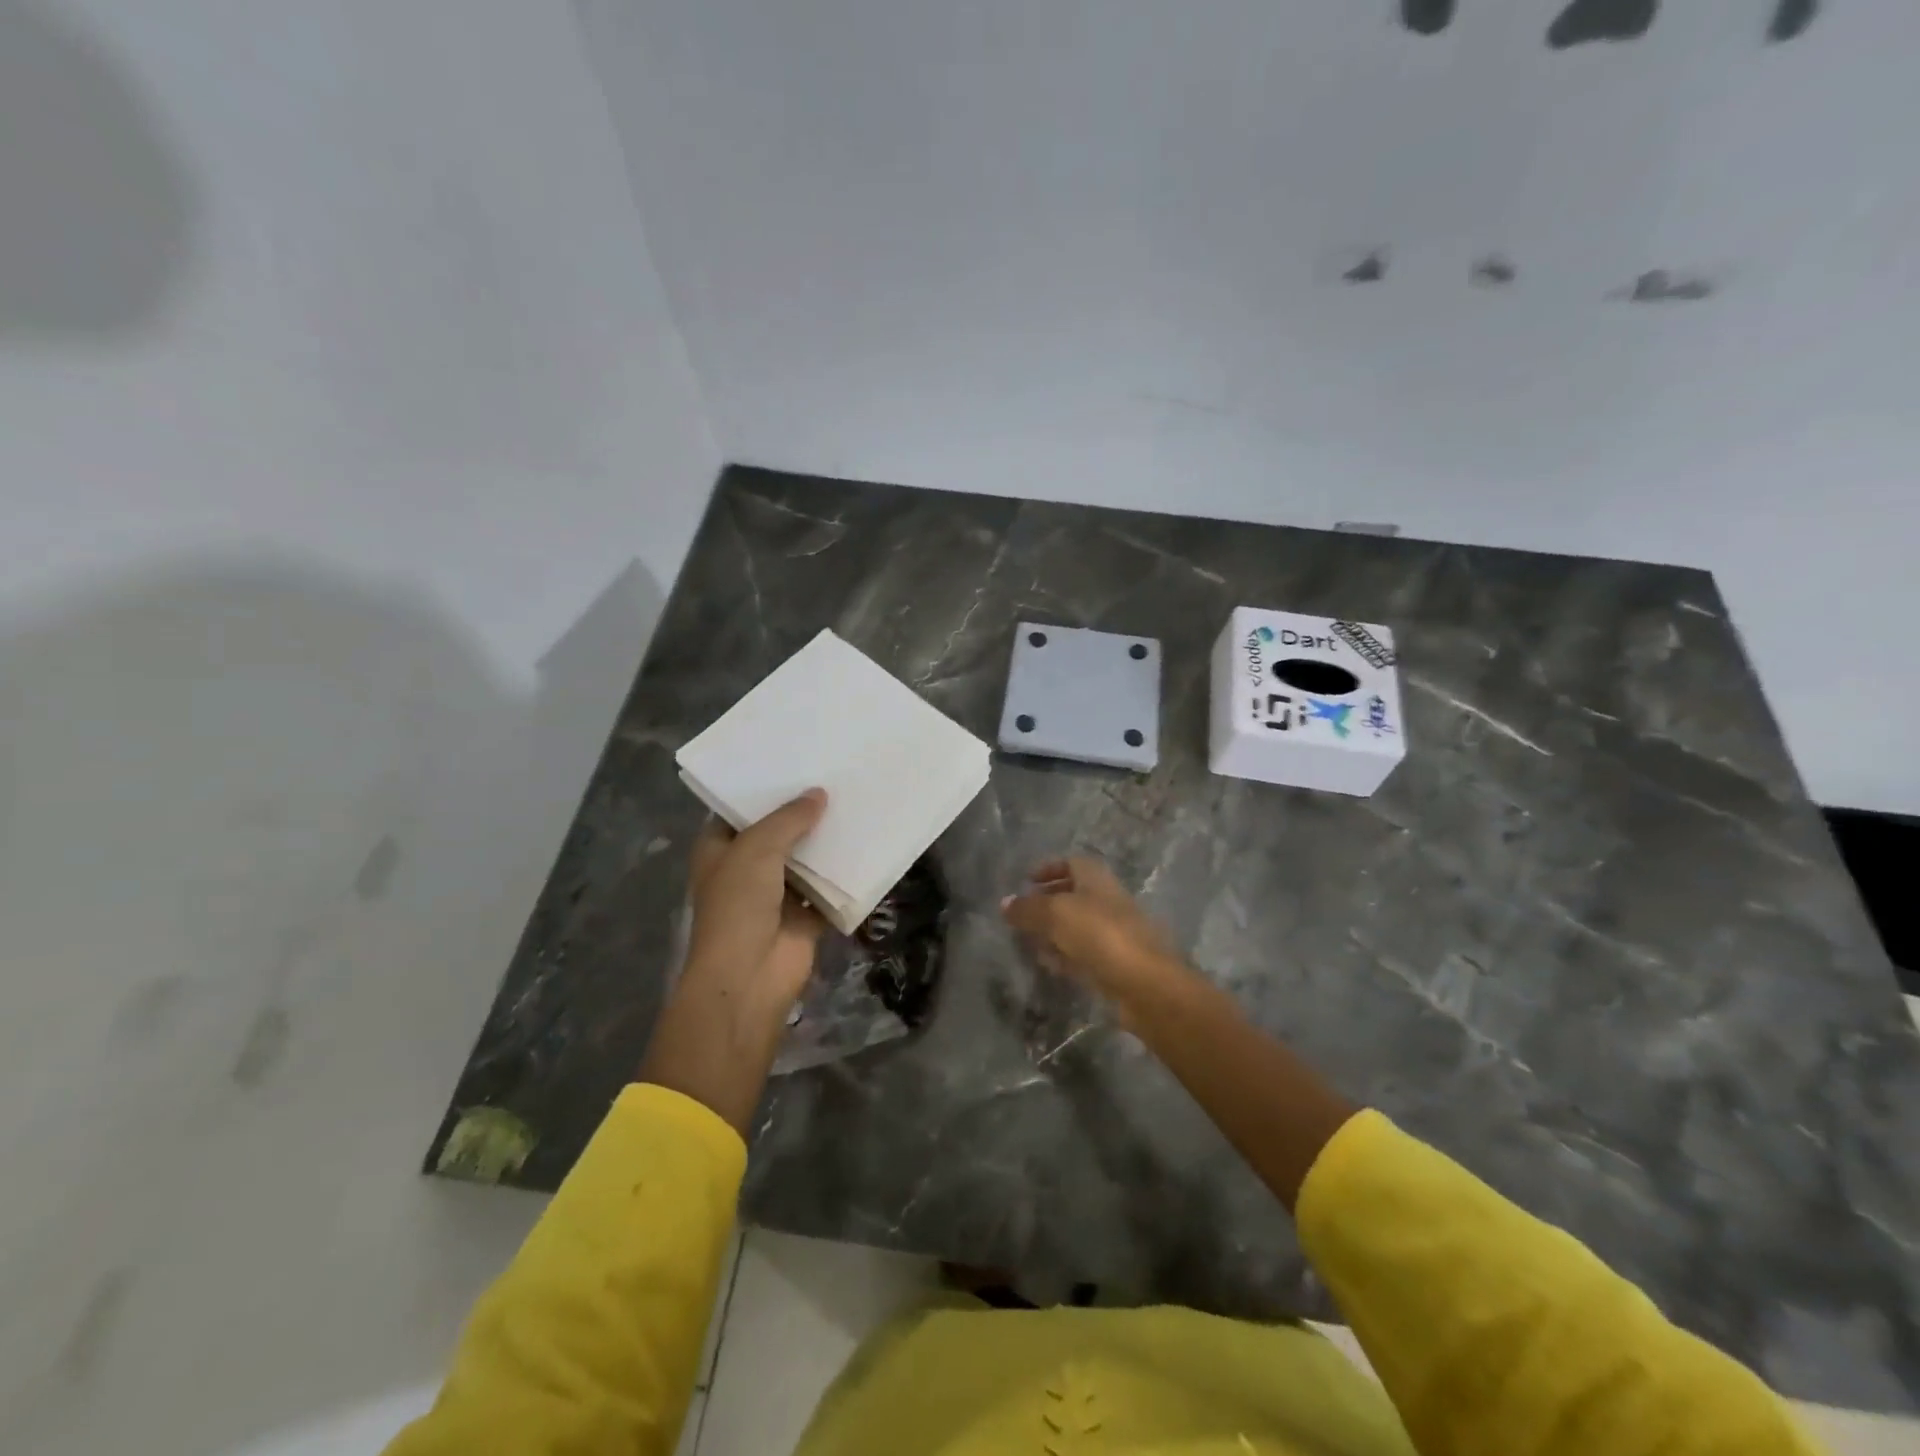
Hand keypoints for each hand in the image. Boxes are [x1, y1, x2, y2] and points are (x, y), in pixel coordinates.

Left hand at [639, 790, 826, 1132]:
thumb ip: (788, 818)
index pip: (739, 810)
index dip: (762, 789)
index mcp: (721, 850)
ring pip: (805, 859)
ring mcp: (777, 894)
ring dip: (826, 840)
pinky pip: (828, 888)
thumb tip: (819, 794)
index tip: (793, 762)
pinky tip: (867, 843)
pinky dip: (844, 873)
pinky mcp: (805, 915)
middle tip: (834, 776)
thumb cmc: (739, 905)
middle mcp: (747, 868)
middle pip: (777, 832)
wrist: (750, 976)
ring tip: (855, 802)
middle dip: (802, 811)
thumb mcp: (757, 848)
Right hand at [1001, 856, 1184, 1013]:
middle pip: (1075, 894)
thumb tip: (1005, 903)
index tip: (1026, 880)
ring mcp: (1115, 934)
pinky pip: (1085, 954)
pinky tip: (1050, 965)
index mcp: (1098, 880)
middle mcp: (1108, 901)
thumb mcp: (1056, 915)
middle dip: (1048, 901)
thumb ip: (1028, 908)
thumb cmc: (1101, 936)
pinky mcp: (1117, 965)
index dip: (1049, 867)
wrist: (1146, 985)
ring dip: (1055, 931)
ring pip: (1079, 926)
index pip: (1073, 862)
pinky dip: (1066, 955)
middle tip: (1022, 914)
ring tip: (1029, 941)